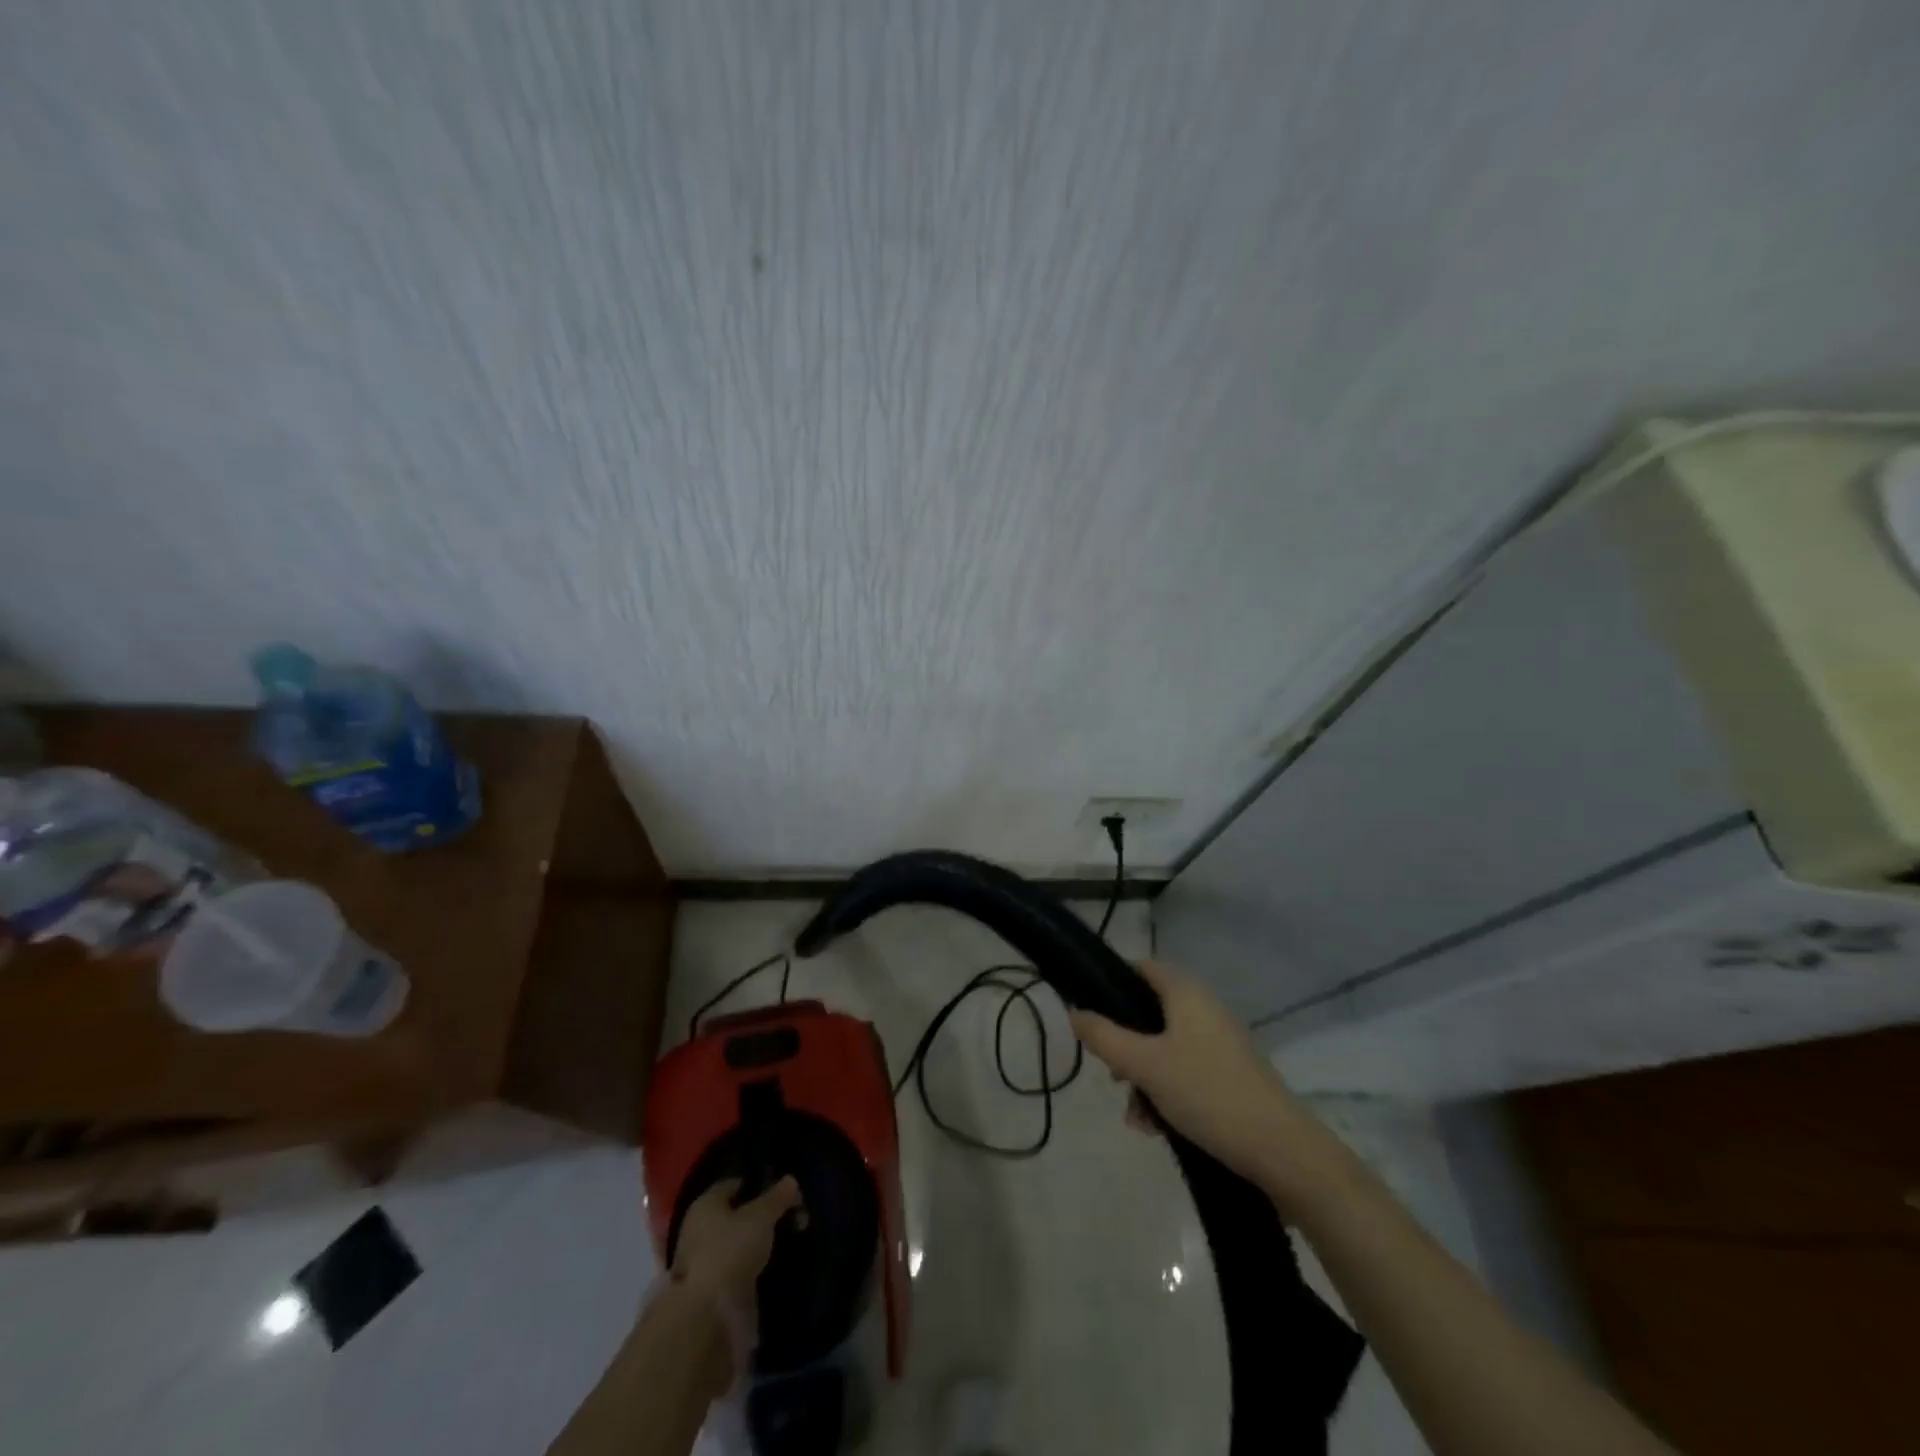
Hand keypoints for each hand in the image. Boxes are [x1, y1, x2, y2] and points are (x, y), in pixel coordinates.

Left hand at [672, 1176, 802, 1310]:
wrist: (707, 1315)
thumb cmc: (731, 1250)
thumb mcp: (761, 1216)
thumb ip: (777, 1197)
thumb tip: (791, 1181)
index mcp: (706, 1204)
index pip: (734, 1185)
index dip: (759, 1185)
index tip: (783, 1192)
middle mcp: (699, 1229)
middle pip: (737, 1214)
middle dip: (764, 1215)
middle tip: (793, 1218)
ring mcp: (703, 1262)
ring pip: (738, 1242)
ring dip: (760, 1242)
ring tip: (788, 1242)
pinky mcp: (711, 1290)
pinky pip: (737, 1267)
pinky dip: (754, 1265)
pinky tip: (774, 1266)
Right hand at [1068, 961, 1344, 1205]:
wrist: (1282, 1152)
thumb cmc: (1207, 1094)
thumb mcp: (1144, 1065)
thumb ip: (1104, 1037)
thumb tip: (1074, 1013)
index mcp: (1186, 993)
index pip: (1142, 968)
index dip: (1112, 983)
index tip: (1090, 1012)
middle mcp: (1204, 1010)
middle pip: (1149, 1014)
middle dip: (1125, 1046)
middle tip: (1112, 1075)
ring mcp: (1220, 1044)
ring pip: (1165, 1049)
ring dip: (1143, 1079)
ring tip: (1137, 1117)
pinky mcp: (1230, 1076)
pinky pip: (1185, 1073)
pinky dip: (1167, 1093)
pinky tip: (1157, 1129)